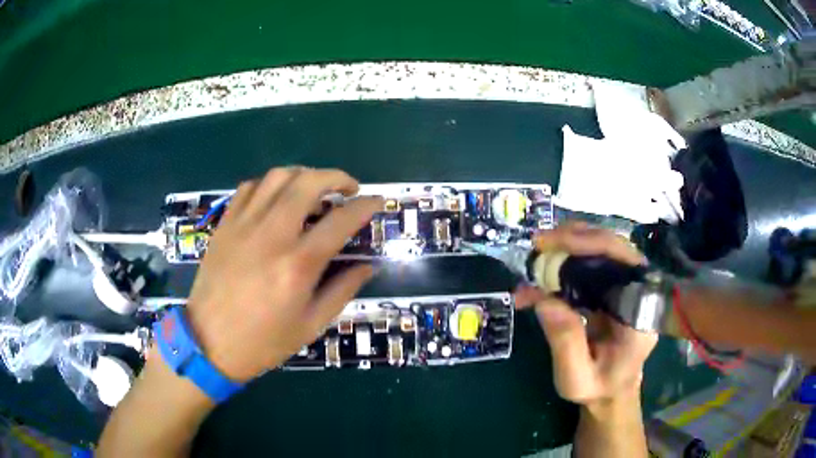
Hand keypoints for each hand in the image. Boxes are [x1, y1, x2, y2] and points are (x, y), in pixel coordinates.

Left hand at [185, 167, 382, 381]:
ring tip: (314, 189)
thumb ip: (342, 290)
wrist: (209, 342)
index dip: (365, 206)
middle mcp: (271, 235)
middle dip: (336, 177)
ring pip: (277, 177)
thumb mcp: (310, 325)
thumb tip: (368, 266)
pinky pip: (249, 188)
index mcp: (297, 265)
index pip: (341, 220)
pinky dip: (270, 184)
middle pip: (308, 182)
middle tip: (348, 188)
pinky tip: (277, 198)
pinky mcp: (225, 225)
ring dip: (303, 175)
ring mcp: (243, 225)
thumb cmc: (263, 341)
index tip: (377, 201)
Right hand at [516, 223, 657, 408]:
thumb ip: (565, 343)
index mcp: (641, 313)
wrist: (611, 390)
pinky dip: (568, 261)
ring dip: (570, 244)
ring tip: (539, 252)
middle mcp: (640, 291)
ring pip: (603, 248)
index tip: (551, 245)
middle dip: (575, 238)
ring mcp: (628, 286)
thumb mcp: (576, 378)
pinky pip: (594, 263)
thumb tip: (543, 298)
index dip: (590, 245)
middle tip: (538, 243)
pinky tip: (544, 274)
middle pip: (614, 246)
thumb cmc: (598, 387)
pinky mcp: (614, 287)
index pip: (623, 261)